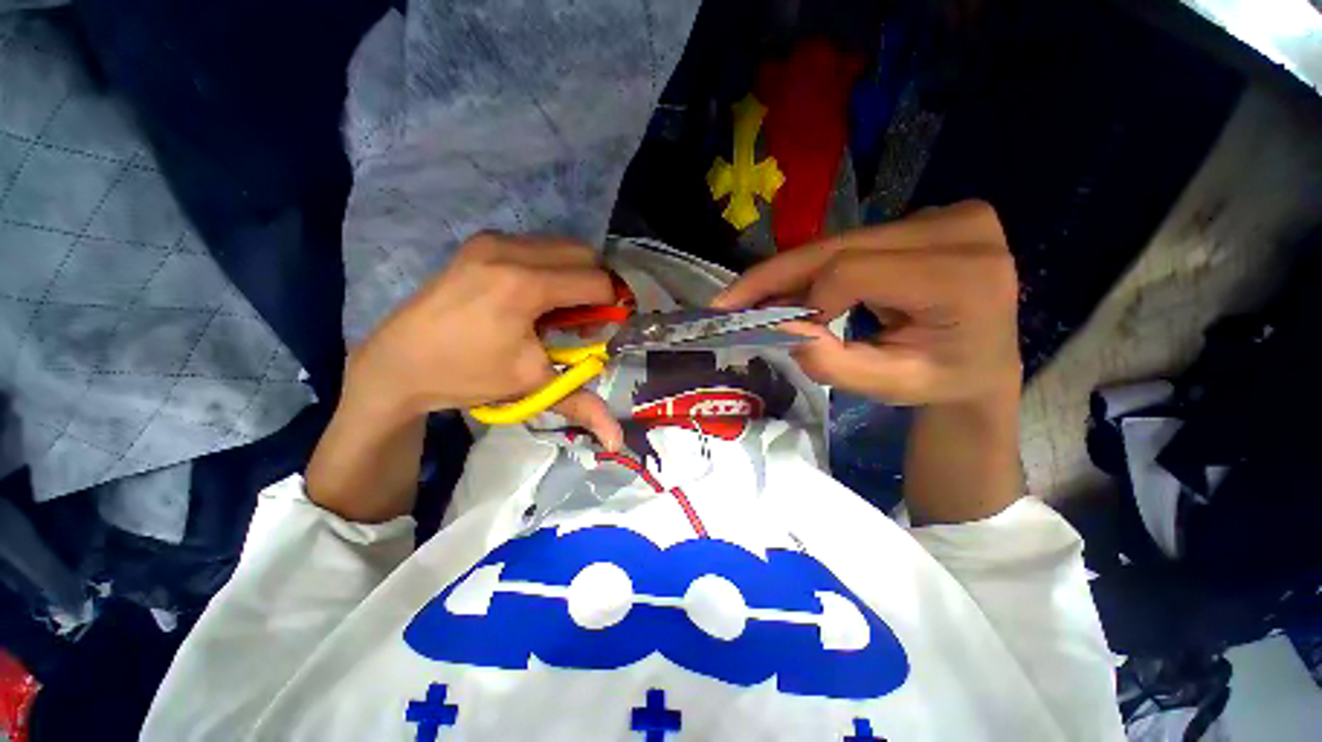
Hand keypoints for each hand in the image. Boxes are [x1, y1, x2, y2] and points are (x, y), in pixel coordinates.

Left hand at [308, 233, 621, 522]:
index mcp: (524, 285)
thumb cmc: (466, 374)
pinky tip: (536, 295)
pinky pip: (537, 246)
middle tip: (587, 318)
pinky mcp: (480, 242)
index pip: (596, 282)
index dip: (612, 304)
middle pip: (584, 254)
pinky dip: (551, 267)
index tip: (607, 327)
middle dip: (596, 285)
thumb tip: (617, 442)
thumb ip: (581, 404)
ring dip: (574, 274)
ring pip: (562, 246)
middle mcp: (510, 250)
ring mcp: (492, 240)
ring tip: (561, 308)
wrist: (396, 363)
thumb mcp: (530, 386)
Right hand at [713, 201, 1020, 405]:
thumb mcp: (884, 386)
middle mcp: (959, 229)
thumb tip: (776, 325)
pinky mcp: (927, 216)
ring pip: (838, 242)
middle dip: (775, 276)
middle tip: (728, 300)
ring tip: (752, 300)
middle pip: (839, 247)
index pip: (855, 270)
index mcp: (963, 276)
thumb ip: (829, 361)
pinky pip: (850, 242)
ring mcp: (945, 215)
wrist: (982, 363)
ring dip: (790, 274)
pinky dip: (813, 268)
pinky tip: (789, 289)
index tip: (787, 332)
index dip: (808, 299)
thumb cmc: (939, 381)